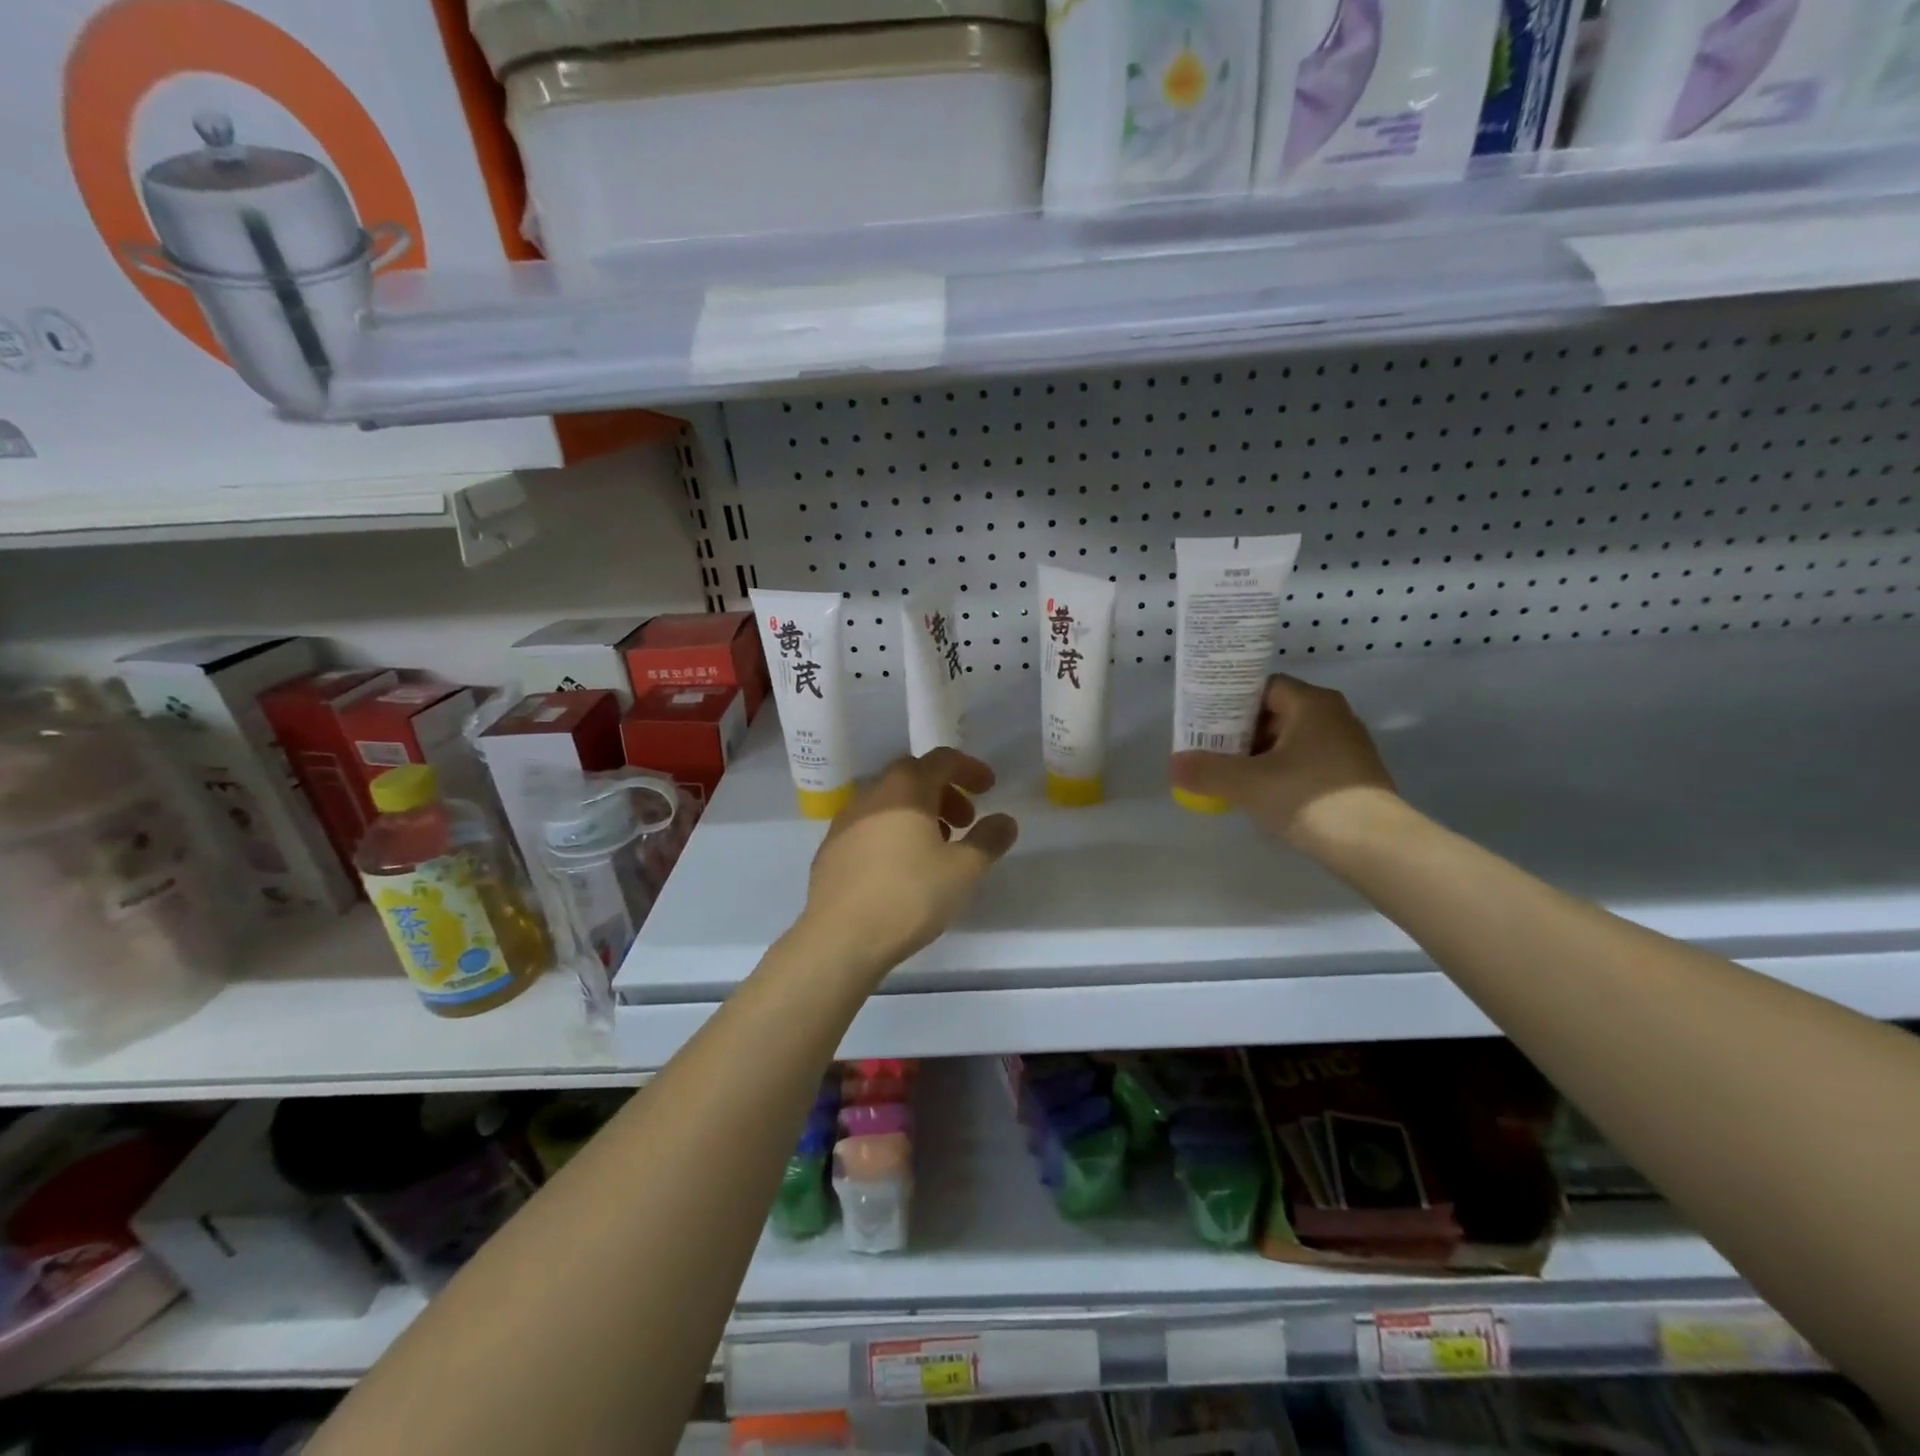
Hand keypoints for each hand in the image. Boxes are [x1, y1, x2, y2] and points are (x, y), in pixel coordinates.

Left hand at [799, 749, 1018, 981]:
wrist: (839, 938)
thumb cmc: (909, 895)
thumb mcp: (963, 870)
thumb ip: (988, 840)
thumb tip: (1005, 821)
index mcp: (905, 788)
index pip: (941, 760)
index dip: (969, 769)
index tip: (989, 788)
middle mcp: (871, 794)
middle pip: (913, 777)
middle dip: (944, 792)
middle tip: (965, 821)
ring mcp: (845, 821)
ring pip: (889, 802)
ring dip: (918, 813)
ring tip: (937, 848)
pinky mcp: (830, 849)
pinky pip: (870, 826)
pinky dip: (893, 832)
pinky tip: (902, 867)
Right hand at [1170, 675, 1397, 846]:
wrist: (1375, 845)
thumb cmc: (1307, 798)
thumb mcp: (1246, 783)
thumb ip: (1206, 770)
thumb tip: (1173, 765)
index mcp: (1311, 703)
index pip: (1262, 687)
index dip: (1230, 702)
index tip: (1205, 723)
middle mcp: (1333, 715)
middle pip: (1275, 713)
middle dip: (1241, 732)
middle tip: (1211, 751)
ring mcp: (1347, 746)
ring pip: (1291, 740)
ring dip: (1260, 755)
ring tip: (1231, 776)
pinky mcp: (1353, 775)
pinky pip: (1307, 762)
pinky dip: (1282, 772)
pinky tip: (1264, 795)